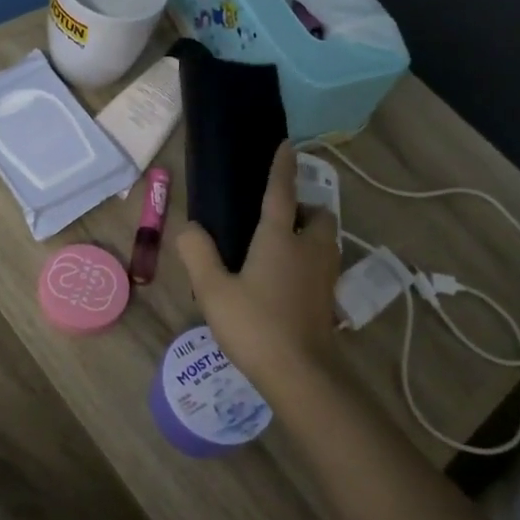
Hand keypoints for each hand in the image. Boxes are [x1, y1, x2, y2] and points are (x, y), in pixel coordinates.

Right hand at [176, 142, 341, 390]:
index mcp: (280, 238)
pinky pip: (323, 264)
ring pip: (326, 240)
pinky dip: (310, 260)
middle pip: (319, 215)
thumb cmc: (255, 326)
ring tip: (280, 247)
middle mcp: (309, 248)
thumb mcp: (214, 290)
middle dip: (305, 208)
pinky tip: (286, 280)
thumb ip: (198, 254)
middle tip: (278, 218)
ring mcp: (325, 274)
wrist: (301, 375)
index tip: (287, 144)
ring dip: (310, 233)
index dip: (283, 167)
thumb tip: (190, 227)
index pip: (282, 191)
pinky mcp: (329, 298)